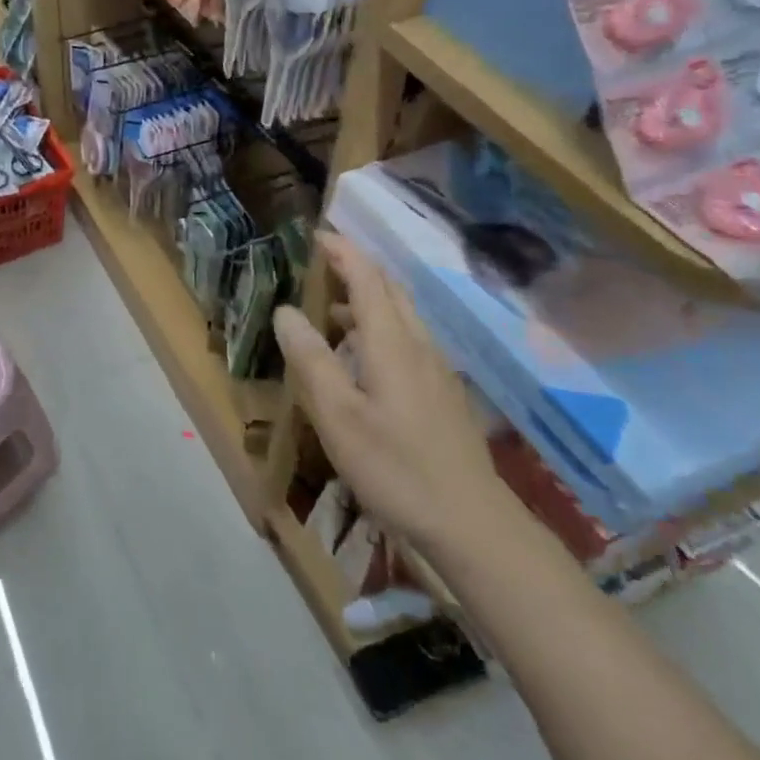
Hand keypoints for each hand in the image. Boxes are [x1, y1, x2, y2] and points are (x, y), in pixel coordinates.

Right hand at [272, 232, 510, 556]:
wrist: (472, 524)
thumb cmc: (396, 466)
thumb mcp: (338, 416)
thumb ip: (311, 360)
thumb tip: (286, 311)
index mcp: (392, 342)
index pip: (367, 278)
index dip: (343, 252)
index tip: (317, 234)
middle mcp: (419, 345)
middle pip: (390, 289)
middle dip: (357, 267)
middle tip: (321, 261)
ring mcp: (436, 369)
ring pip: (401, 315)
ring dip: (367, 298)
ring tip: (329, 307)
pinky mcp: (443, 393)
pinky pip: (408, 338)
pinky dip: (379, 326)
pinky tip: (362, 356)